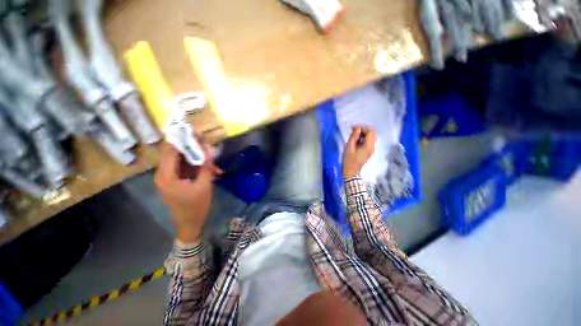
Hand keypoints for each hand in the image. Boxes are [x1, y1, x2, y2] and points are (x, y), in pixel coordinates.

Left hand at [154, 141, 221, 242]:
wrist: (189, 224)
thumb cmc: (196, 206)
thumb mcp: (204, 185)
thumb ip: (206, 166)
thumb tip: (208, 150)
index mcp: (166, 175)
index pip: (170, 150)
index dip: (182, 138)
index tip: (195, 131)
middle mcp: (163, 173)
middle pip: (174, 152)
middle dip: (190, 145)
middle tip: (205, 141)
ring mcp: (168, 176)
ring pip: (179, 159)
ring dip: (193, 154)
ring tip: (208, 152)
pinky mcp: (174, 180)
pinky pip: (183, 166)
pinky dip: (194, 163)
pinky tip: (206, 164)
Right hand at [342, 126, 376, 178]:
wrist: (351, 172)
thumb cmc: (349, 160)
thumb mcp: (349, 148)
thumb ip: (353, 137)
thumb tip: (357, 128)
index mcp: (368, 146)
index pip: (370, 131)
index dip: (362, 127)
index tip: (353, 128)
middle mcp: (372, 146)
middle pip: (372, 133)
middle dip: (363, 129)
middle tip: (353, 131)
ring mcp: (371, 149)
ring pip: (371, 136)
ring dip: (363, 134)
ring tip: (353, 136)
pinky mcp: (368, 151)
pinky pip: (368, 141)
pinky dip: (363, 138)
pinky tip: (355, 141)